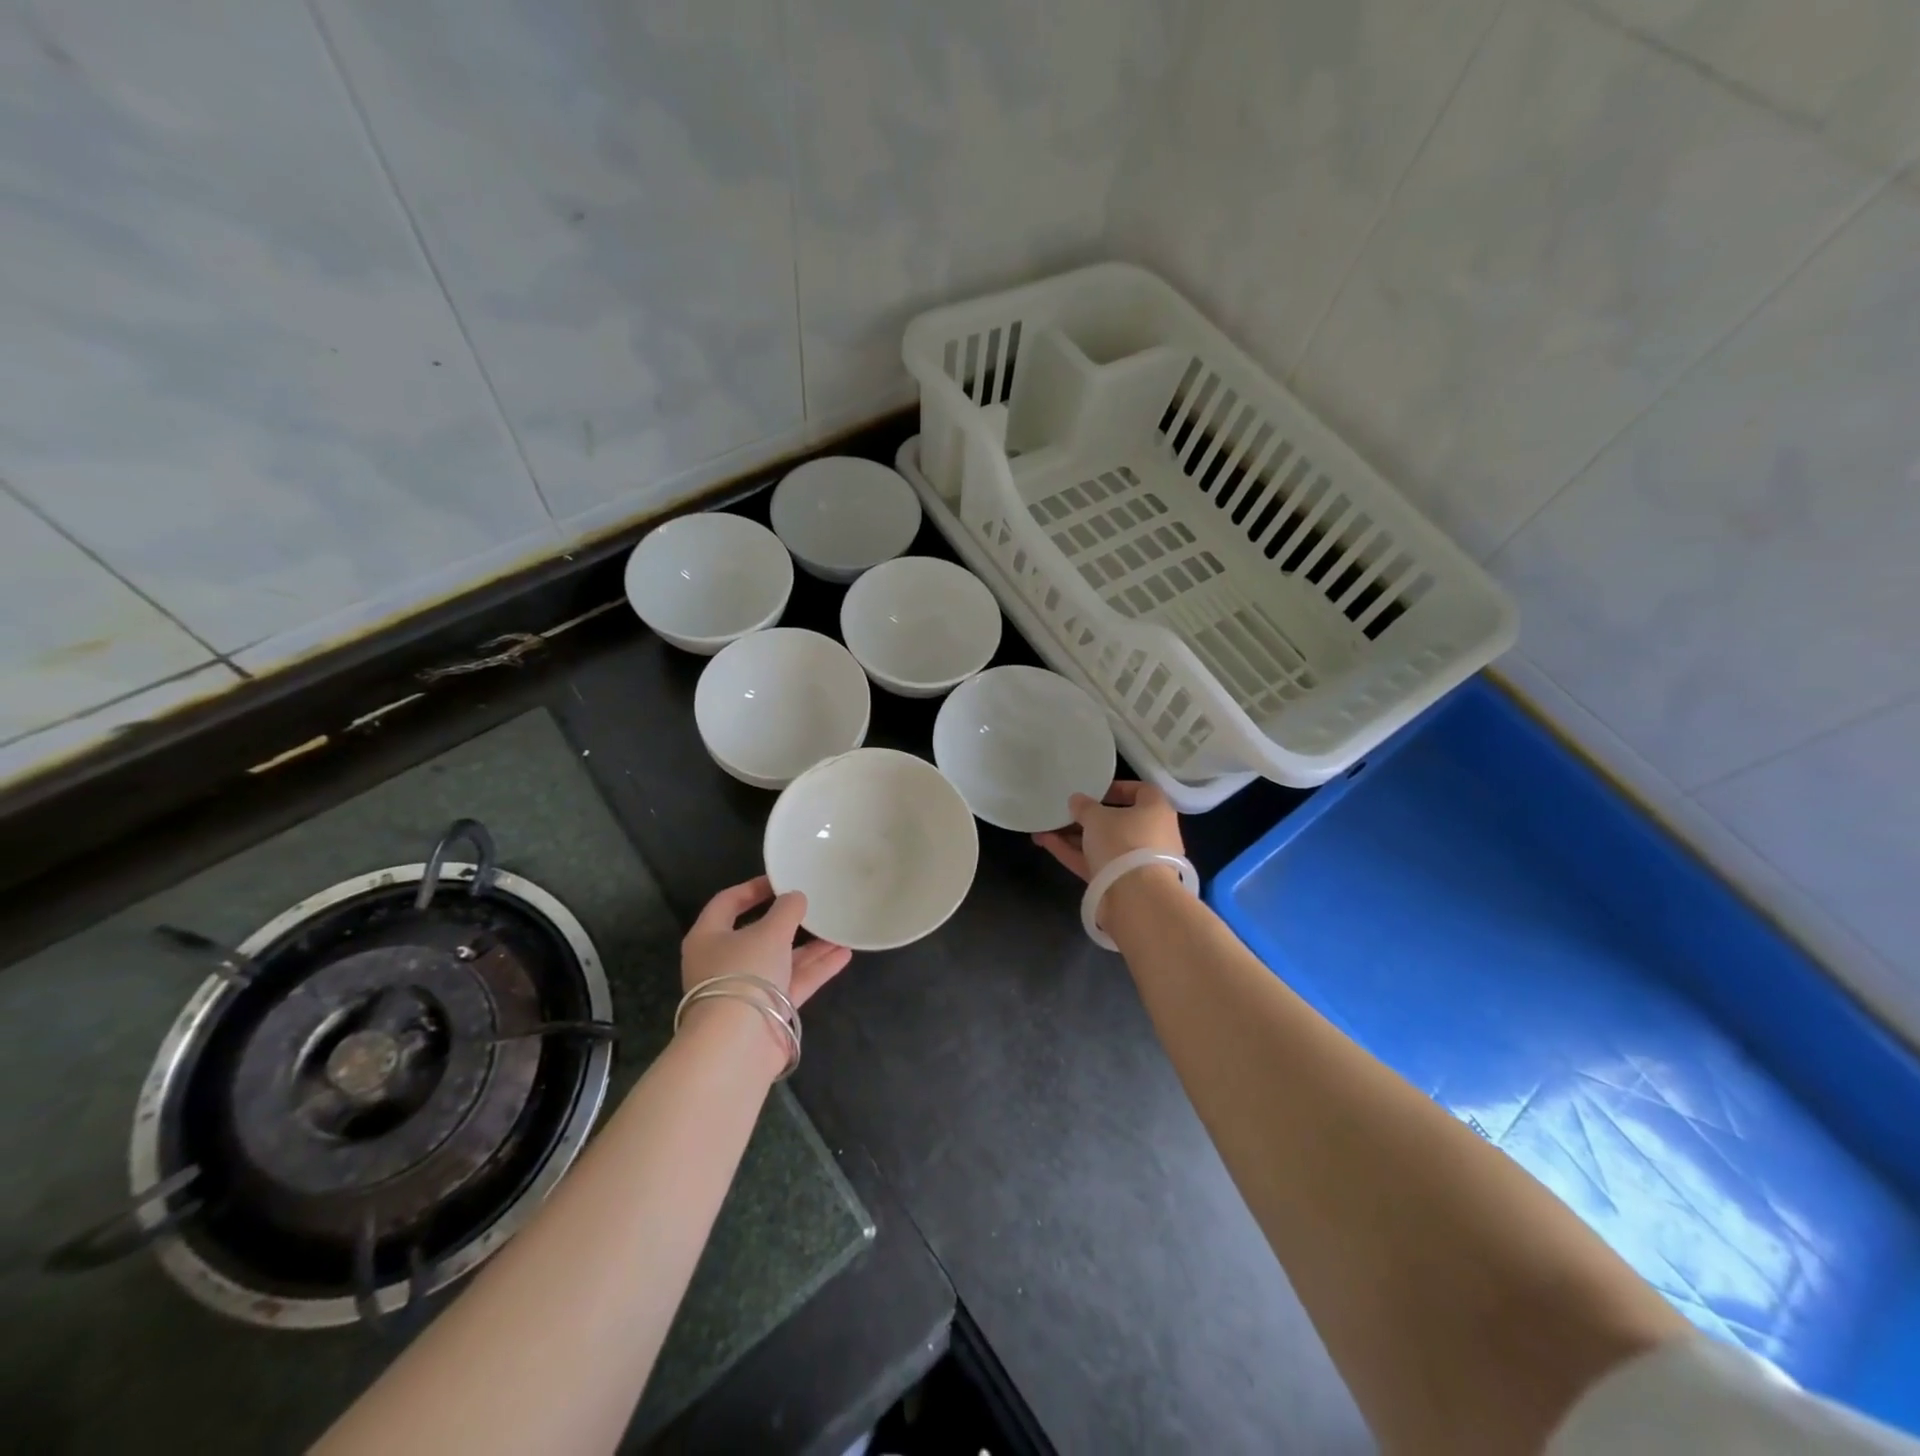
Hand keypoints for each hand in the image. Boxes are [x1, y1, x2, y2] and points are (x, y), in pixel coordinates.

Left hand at [681, 876, 851, 1008]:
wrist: (738, 1045)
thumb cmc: (744, 974)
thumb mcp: (769, 932)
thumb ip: (787, 910)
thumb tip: (796, 897)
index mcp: (709, 937)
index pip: (728, 902)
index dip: (753, 888)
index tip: (781, 880)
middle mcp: (724, 962)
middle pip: (758, 933)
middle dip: (790, 921)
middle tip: (814, 904)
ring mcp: (746, 988)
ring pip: (781, 959)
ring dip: (810, 946)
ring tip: (839, 928)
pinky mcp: (767, 1011)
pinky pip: (794, 982)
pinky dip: (816, 969)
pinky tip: (844, 954)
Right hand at [1032, 780, 1184, 882]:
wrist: (1135, 898)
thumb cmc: (1123, 842)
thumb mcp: (1097, 817)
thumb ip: (1084, 806)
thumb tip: (1077, 800)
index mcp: (1156, 811)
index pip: (1142, 791)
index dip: (1118, 788)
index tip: (1095, 790)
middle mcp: (1151, 835)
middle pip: (1118, 821)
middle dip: (1088, 817)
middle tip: (1065, 811)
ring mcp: (1136, 862)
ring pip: (1103, 844)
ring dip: (1075, 836)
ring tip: (1045, 827)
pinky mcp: (1120, 883)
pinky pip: (1095, 862)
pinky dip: (1073, 853)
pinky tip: (1046, 842)